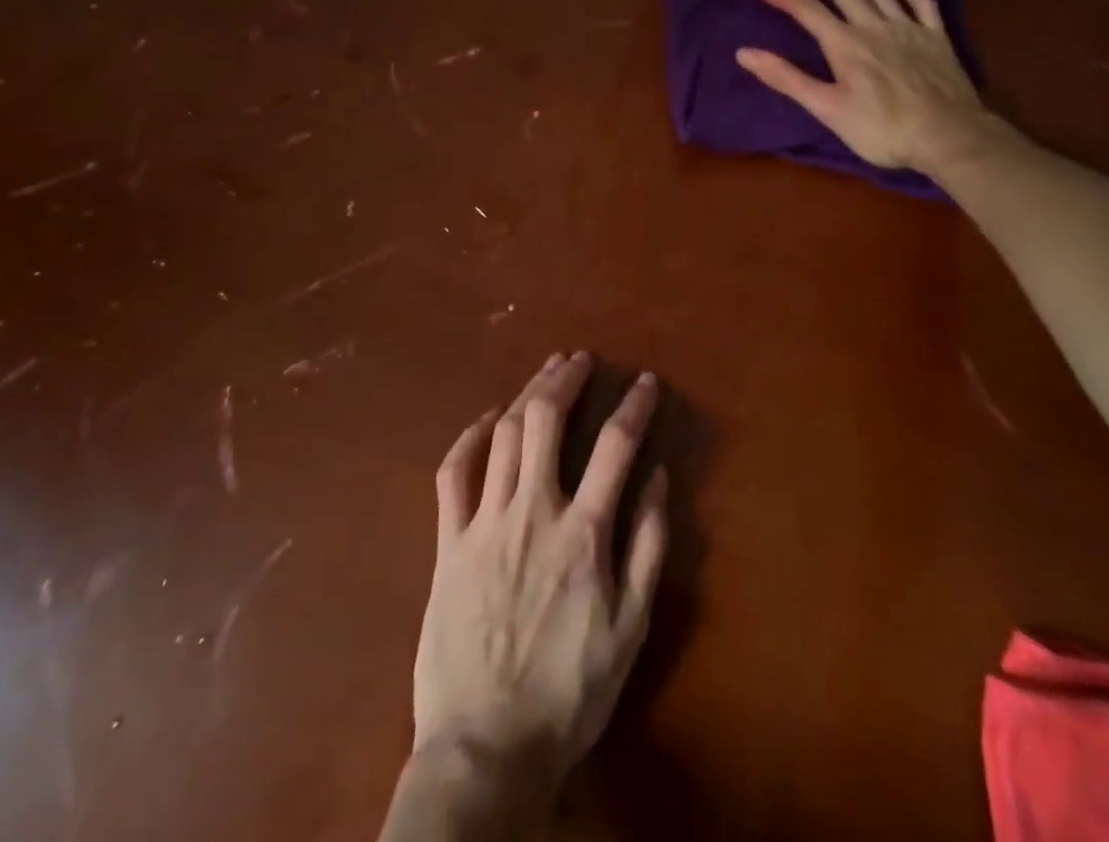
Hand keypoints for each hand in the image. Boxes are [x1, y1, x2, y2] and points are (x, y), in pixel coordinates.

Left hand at [414, 353, 668, 792]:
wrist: (486, 749)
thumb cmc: (570, 691)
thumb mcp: (631, 628)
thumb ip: (648, 546)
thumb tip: (660, 477)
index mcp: (583, 532)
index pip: (616, 445)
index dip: (635, 405)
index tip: (646, 381)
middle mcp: (532, 511)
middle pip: (546, 420)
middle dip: (565, 378)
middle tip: (580, 359)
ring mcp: (484, 523)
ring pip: (504, 434)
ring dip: (526, 394)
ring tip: (545, 372)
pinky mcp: (448, 543)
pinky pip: (453, 474)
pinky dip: (470, 437)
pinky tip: (488, 418)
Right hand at [736, 0, 1009, 179]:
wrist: (948, 136)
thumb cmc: (881, 129)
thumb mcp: (827, 109)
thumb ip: (787, 79)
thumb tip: (744, 53)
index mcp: (844, 43)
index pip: (802, 7)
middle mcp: (873, 25)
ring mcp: (908, 28)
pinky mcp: (935, 38)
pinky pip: (920, 3)